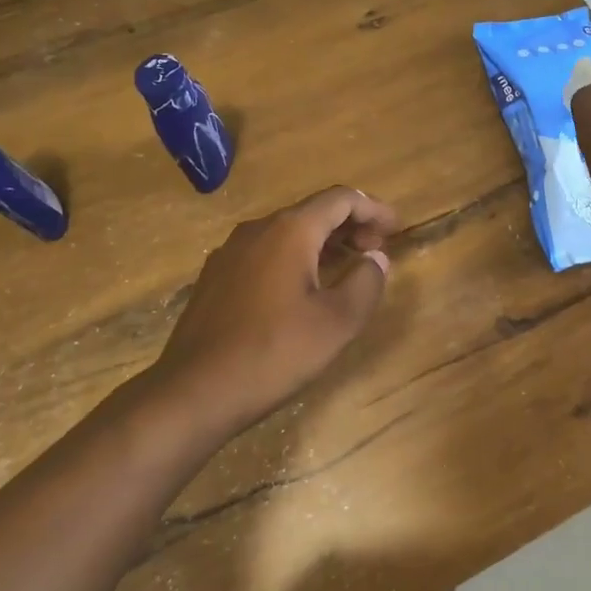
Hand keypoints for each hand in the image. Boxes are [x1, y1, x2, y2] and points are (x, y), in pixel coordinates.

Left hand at [153, 186, 398, 436]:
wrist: (194, 392)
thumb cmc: (274, 352)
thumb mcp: (337, 321)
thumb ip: (366, 281)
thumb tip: (375, 259)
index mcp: (290, 231)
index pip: (341, 199)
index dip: (373, 209)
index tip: (396, 230)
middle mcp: (257, 229)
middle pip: (313, 211)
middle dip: (350, 226)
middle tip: (375, 252)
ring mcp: (230, 252)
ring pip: (288, 233)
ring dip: (323, 243)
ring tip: (346, 270)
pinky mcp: (216, 278)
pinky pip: (266, 253)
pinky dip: (296, 258)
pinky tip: (304, 291)